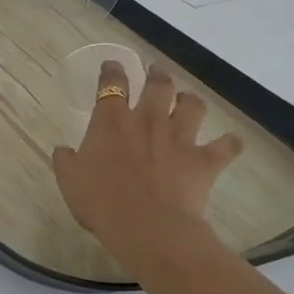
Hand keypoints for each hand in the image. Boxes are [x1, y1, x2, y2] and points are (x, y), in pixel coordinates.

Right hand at [53, 61, 243, 268]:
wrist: (148, 228)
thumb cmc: (102, 202)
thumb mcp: (69, 181)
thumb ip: (66, 160)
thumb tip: (63, 149)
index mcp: (111, 122)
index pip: (112, 85)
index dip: (112, 71)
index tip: (113, 65)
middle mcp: (148, 120)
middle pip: (158, 85)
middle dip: (157, 75)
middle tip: (156, 72)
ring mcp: (180, 138)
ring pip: (192, 106)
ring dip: (190, 101)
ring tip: (187, 101)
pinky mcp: (204, 160)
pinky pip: (226, 146)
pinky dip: (229, 143)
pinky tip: (229, 143)